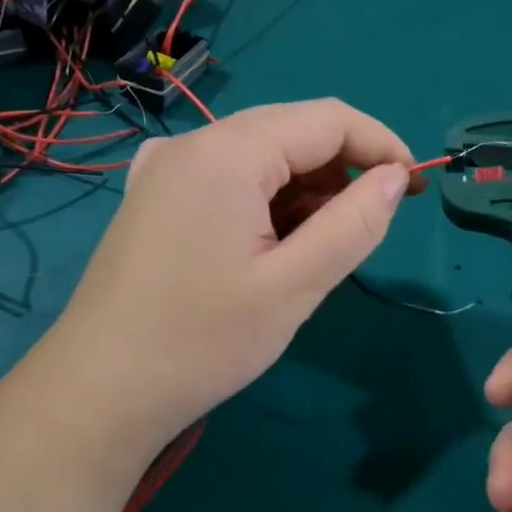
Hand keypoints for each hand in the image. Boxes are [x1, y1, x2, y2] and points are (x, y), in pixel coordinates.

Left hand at [50, 99, 422, 457]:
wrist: (98, 392)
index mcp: (227, 152)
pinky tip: (268, 247)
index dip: (380, 145)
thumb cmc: (201, 341)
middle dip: (341, 170)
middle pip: (291, 130)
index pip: (326, 119)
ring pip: (260, 155)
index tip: (413, 189)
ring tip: (314, 250)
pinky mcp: (154, 197)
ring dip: (303, 189)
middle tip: (366, 227)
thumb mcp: (294, 286)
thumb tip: (393, 178)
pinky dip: (266, 200)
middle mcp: (192, 143)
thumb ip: (354, 224)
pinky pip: (228, 177)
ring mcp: (165, 169)